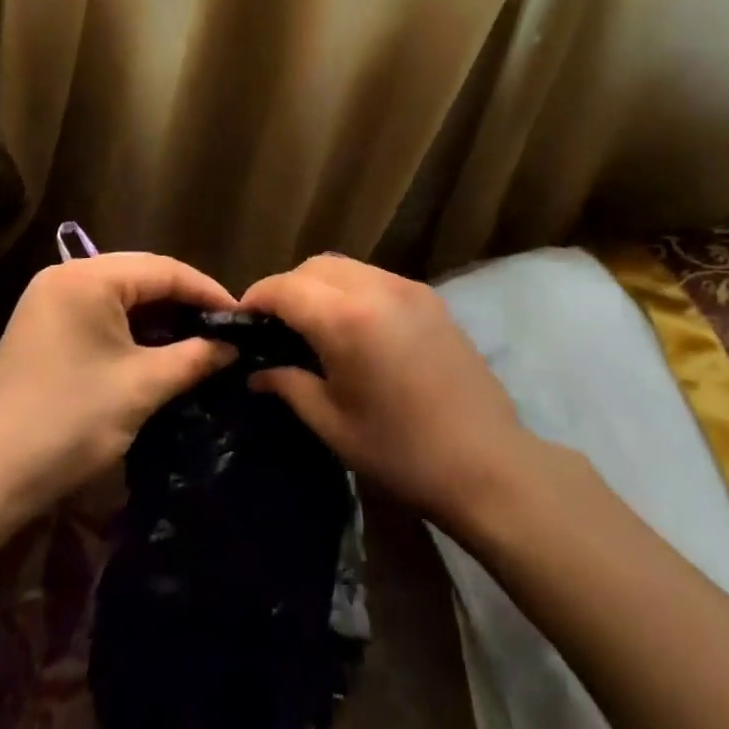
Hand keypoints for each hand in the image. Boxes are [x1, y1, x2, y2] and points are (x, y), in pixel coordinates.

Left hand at [0, 253, 237, 524]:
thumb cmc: (67, 423)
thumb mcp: (141, 388)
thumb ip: (194, 358)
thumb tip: (233, 345)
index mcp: (87, 277)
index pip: (163, 269)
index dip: (206, 291)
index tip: (240, 316)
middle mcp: (65, 275)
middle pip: (141, 275)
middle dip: (184, 299)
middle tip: (221, 326)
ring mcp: (47, 300)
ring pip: (120, 294)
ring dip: (157, 314)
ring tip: (195, 336)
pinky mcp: (40, 326)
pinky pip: (98, 311)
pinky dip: (129, 326)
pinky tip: (153, 346)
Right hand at [240, 255, 532, 527]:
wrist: (487, 461)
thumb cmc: (401, 452)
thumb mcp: (333, 424)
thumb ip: (289, 385)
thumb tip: (256, 371)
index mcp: (346, 319)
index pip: (286, 288)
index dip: (257, 298)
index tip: (242, 320)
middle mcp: (375, 287)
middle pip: (315, 267)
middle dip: (288, 288)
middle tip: (275, 326)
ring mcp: (406, 287)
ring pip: (346, 267)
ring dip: (320, 285)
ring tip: (312, 325)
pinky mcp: (428, 296)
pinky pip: (375, 277)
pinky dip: (352, 289)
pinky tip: (354, 327)